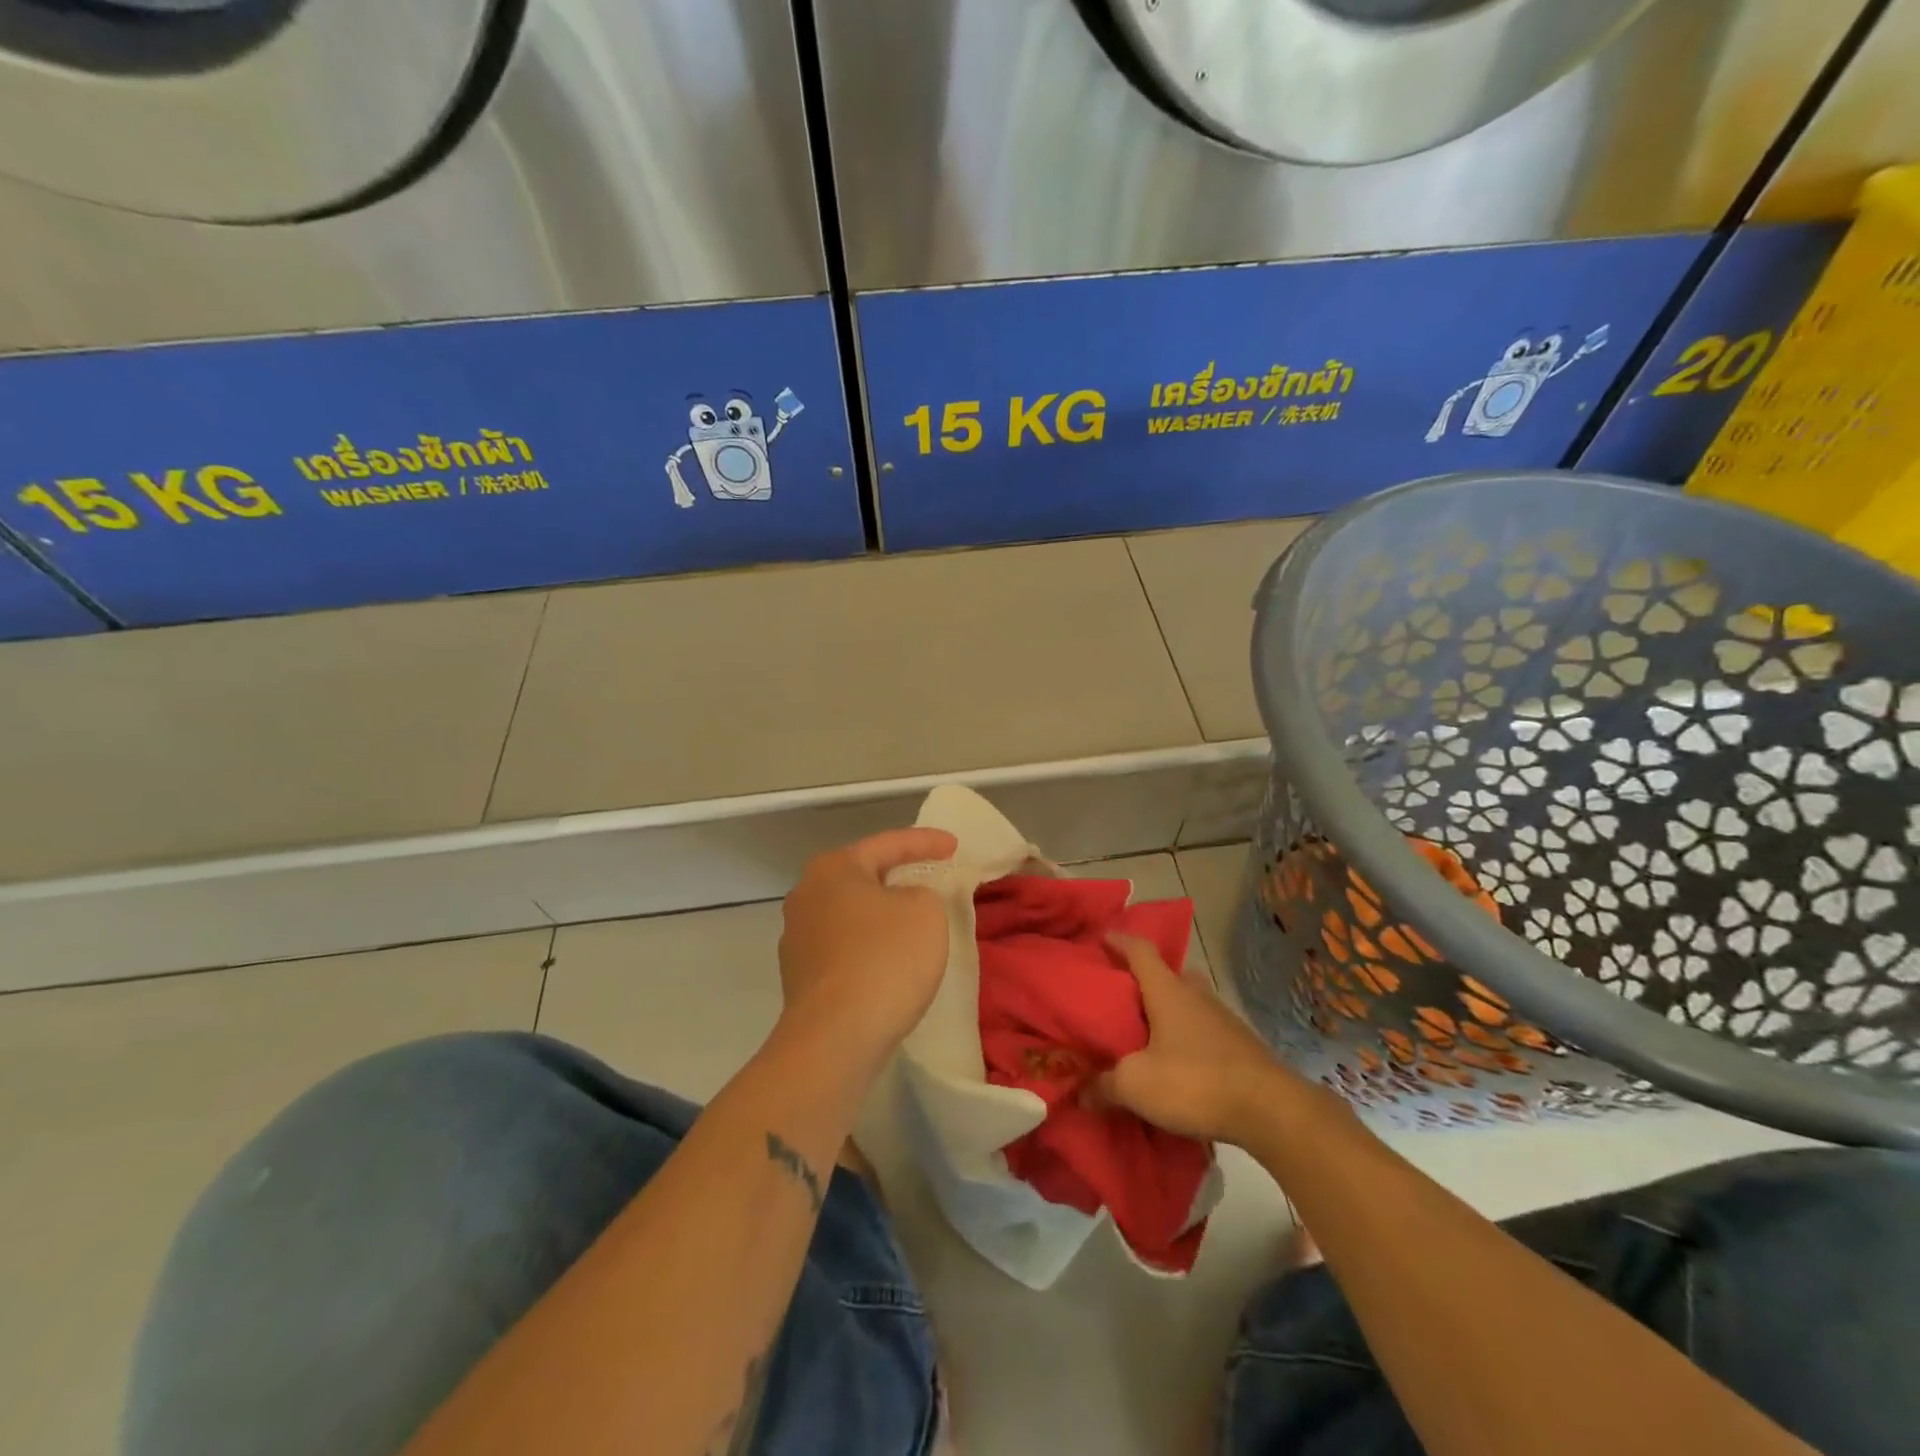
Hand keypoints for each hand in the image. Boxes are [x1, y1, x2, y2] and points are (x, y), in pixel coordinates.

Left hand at [776, 828, 957, 1064]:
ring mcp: (798, 938)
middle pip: (863, 876)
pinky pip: (846, 948)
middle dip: (898, 876)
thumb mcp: (925, 911)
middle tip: (931, 876)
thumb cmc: (884, 960)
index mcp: (833, 869)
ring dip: (883, 915)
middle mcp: (806, 895)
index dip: (925, 841)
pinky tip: (891, 962)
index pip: (887, 843)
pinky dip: (871, 947)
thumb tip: (901, 905)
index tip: (955, 846)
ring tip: (914, 921)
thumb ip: (920, 893)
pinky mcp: (801, 977)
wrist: (835, 1039)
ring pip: (852, 914)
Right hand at [1100, 932, 1291, 1144]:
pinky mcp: (1240, 1044)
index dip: (1118, 941)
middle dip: (1143, 979)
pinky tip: (1178, 1061)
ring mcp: (1222, 1017)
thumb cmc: (1195, 1082)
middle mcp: (1195, 994)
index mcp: (1166, 990)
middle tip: (1121, 995)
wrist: (1271, 1110)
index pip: (1139, 949)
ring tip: (1146, 1032)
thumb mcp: (1136, 1085)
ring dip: (1168, 1009)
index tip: (1101, 939)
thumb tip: (1081, 1092)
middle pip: (1167, 973)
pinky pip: (1204, 1028)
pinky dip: (1187, 1035)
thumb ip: (1104, 1085)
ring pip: (1188, 1001)